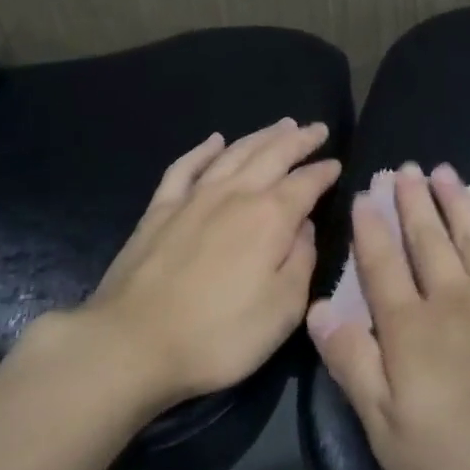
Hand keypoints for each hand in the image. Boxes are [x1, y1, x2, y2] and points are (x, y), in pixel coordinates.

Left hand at [68, 119, 340, 408]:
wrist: (132, 344)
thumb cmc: (218, 334)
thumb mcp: (283, 309)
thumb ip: (302, 261)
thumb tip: (305, 227)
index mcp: (270, 217)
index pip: (306, 183)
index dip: (325, 172)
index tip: (338, 164)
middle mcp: (235, 195)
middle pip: (273, 155)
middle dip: (299, 139)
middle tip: (316, 128)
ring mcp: (193, 198)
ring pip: (234, 153)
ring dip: (260, 136)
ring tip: (280, 125)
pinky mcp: (159, 210)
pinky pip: (185, 167)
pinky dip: (203, 150)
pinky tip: (214, 141)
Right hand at [308, 162, 469, 469]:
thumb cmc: (469, 458)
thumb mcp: (389, 430)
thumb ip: (353, 364)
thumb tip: (317, 311)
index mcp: (411, 329)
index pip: (381, 269)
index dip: (370, 231)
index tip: (365, 196)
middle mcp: (455, 298)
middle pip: (427, 242)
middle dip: (412, 203)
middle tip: (404, 168)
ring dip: (457, 202)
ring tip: (443, 172)